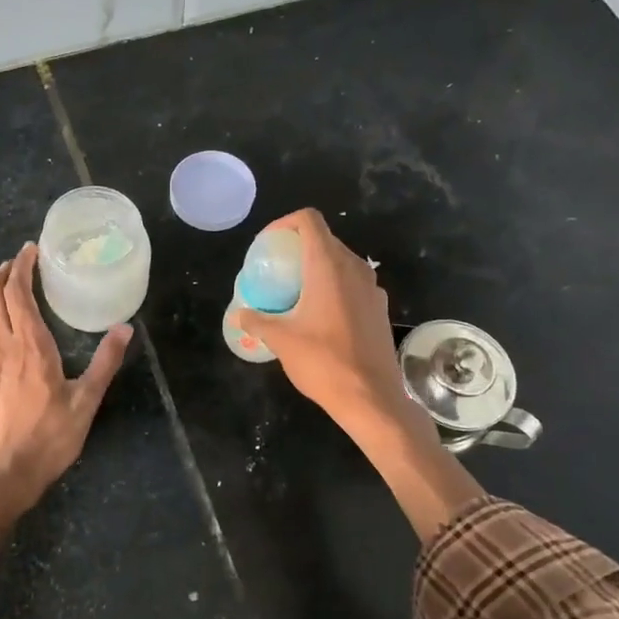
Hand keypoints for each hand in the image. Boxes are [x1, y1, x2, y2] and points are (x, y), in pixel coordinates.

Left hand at [0, 243, 131, 531]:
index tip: (30, 250)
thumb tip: (125, 327)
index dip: (21, 267)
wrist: (1, 478)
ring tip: (8, 284)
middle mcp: (2, 347)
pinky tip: (4, 328)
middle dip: (4, 273)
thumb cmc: (48, 440)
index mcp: (30, 347)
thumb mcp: (86, 402)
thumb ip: (105, 363)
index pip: (17, 293)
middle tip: (20, 261)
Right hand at [232, 209, 424, 440]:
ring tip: (294, 291)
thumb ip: (257, 320)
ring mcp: (372, 288)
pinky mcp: (380, 308)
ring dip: (317, 267)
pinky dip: (334, 286)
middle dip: (298, 247)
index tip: (267, 245)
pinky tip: (319, 314)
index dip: (284, 223)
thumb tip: (238, 314)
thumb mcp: (281, 340)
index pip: (309, 220)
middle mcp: (354, 268)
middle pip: (325, 239)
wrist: (372, 398)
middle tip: (275, 270)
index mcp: (328, 266)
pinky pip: (353, 283)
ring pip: (341, 261)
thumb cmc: (323, 362)